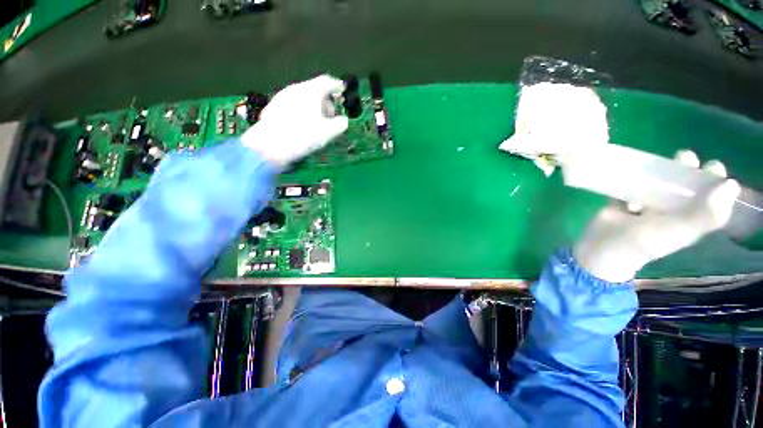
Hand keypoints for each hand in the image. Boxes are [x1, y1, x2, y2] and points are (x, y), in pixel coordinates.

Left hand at [242, 75, 348, 168]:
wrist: (269, 146)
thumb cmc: (302, 136)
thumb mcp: (328, 133)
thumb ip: (340, 125)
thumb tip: (344, 121)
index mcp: (309, 91)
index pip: (326, 81)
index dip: (336, 85)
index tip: (342, 89)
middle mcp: (294, 90)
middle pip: (314, 90)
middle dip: (325, 101)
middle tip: (331, 116)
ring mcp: (282, 98)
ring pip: (303, 98)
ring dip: (313, 108)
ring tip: (318, 123)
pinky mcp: (273, 109)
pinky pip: (293, 106)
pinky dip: (302, 112)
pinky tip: (302, 126)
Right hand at [573, 150, 740, 282]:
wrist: (604, 247)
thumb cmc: (645, 241)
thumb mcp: (680, 230)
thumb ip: (706, 213)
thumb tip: (732, 184)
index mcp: (690, 219)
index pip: (710, 198)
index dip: (714, 181)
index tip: (711, 166)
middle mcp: (672, 211)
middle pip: (684, 186)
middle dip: (686, 169)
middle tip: (682, 157)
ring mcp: (647, 206)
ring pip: (658, 183)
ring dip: (658, 174)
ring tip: (653, 168)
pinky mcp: (623, 202)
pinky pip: (630, 186)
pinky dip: (630, 182)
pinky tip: (628, 185)